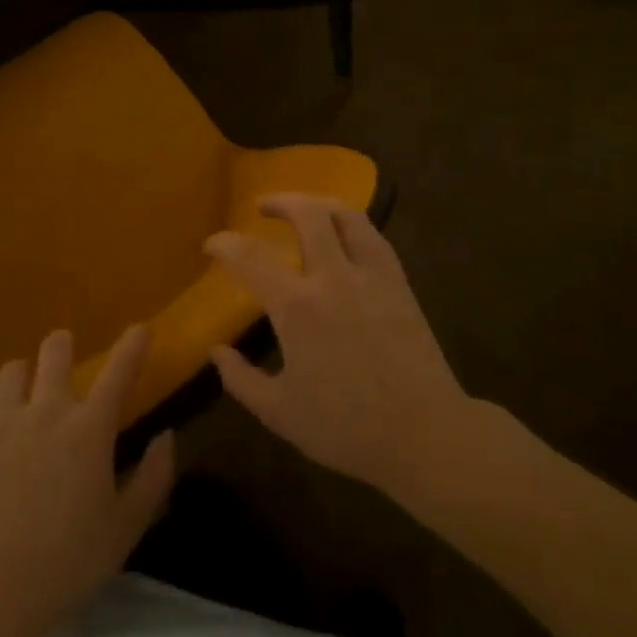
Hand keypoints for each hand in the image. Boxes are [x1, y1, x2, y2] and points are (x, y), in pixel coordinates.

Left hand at [0, 325, 174, 636]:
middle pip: (54, 352)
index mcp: (90, 429)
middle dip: (63, 345)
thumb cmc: (67, 561)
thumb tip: (167, 436)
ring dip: (22, 374)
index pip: (119, 373)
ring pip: (10, 371)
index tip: (141, 327)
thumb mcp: (126, 528)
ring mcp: (3, 424)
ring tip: (26, 387)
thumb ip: (153, 477)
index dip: (133, 346)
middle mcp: (47, 412)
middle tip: (66, 353)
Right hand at [206, 194, 470, 495]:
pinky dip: (352, 224)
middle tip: (263, 206)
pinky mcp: (400, 284)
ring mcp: (372, 276)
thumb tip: (216, 350)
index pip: (251, 257)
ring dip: (320, 203)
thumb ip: (240, 379)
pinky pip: (374, 236)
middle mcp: (334, 277)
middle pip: (308, 214)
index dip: (225, 244)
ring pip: (348, 215)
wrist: (425, 435)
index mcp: (297, 307)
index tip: (212, 244)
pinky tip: (345, 236)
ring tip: (306, 209)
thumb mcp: (279, 413)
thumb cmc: (347, 428)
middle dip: (281, 201)